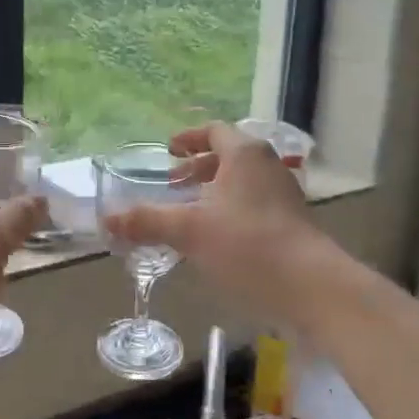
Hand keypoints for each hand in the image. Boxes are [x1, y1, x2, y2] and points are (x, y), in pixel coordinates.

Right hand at [102, 122, 330, 328]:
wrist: (311, 287)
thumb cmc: (247, 245)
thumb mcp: (189, 231)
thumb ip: (146, 221)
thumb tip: (107, 219)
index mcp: (244, 154)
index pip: (215, 131)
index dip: (189, 138)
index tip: (168, 151)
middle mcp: (267, 167)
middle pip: (229, 156)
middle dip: (198, 168)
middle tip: (173, 183)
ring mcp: (283, 196)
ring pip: (242, 183)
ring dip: (214, 192)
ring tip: (189, 213)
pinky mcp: (291, 224)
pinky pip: (253, 206)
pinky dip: (229, 212)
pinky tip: (214, 240)